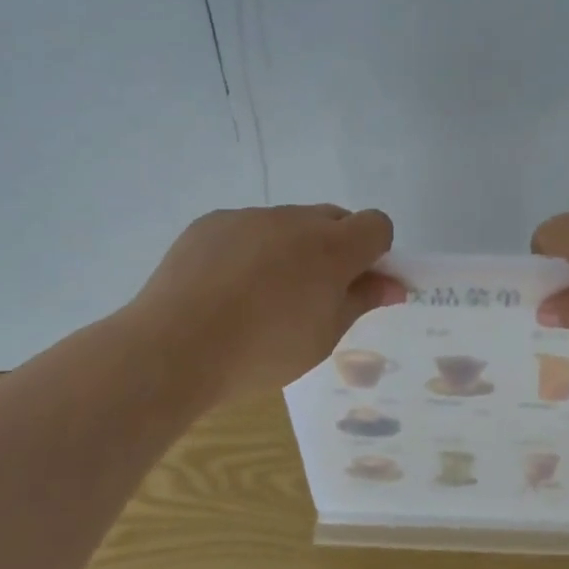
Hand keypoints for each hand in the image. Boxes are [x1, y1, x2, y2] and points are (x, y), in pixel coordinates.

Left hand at [131, 205, 404, 398]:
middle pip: (333, 219)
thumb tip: (393, 285)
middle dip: (335, 248)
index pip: (376, 225)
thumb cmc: (263, 351)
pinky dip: (249, 249)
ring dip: (290, 248)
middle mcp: (295, 220)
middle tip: (313, 293)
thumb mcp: (324, 336)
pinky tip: (225, 288)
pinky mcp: (212, 222)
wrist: (175, 347)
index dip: (376, 252)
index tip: (358, 284)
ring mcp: (250, 217)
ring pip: (287, 224)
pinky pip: (247, 228)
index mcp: (332, 247)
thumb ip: (361, 301)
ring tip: (260, 296)